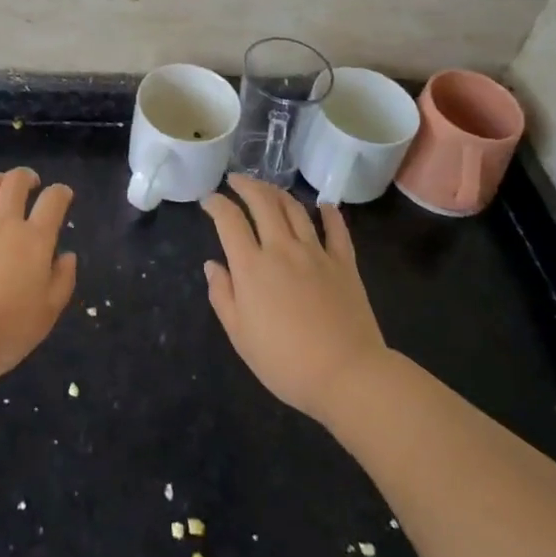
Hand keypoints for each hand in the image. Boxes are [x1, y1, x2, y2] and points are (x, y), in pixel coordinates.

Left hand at [0, 169, 76, 387]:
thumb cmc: (7, 330)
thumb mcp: (48, 313)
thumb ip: (62, 280)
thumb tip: (68, 256)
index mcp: (34, 240)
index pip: (52, 202)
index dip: (60, 193)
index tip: (63, 194)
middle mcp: (3, 223)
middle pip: (15, 183)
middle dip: (26, 177)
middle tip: (30, 183)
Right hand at [202, 174, 388, 426]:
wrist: (347, 375)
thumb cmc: (285, 362)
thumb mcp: (240, 336)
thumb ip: (222, 296)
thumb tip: (212, 265)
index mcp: (251, 267)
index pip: (229, 220)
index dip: (216, 204)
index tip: (209, 200)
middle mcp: (282, 249)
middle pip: (262, 202)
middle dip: (246, 185)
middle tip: (235, 181)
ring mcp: (316, 252)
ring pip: (295, 209)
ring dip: (278, 193)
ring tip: (268, 189)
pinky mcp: (344, 263)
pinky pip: (336, 229)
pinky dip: (329, 213)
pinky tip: (324, 205)